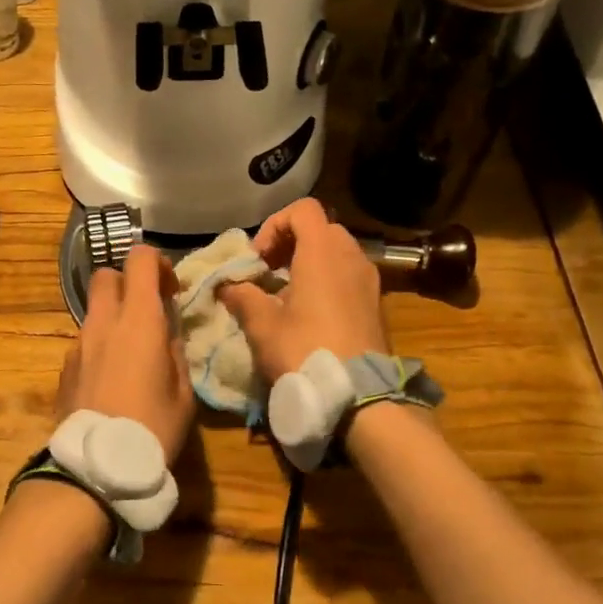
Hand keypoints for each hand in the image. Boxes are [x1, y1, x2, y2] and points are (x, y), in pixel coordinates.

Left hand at [56, 243, 194, 460]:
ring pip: (93, 310)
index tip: (171, 289)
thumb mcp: (183, 391)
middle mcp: (103, 323)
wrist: (97, 467)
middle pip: (106, 275)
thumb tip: (166, 331)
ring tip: (132, 353)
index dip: (159, 264)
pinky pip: (84, 341)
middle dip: (127, 283)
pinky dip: (99, 345)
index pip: (140, 259)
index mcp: (138, 320)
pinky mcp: (64, 368)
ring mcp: (78, 344)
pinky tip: (112, 379)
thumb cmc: (153, 427)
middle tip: (147, 311)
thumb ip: (174, 350)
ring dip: (113, 317)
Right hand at [219, 198, 388, 380]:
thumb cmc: (304, 350)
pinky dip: (328, 281)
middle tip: (268, 273)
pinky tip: (310, 313)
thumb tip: (227, 286)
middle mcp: (351, 256)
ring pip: (337, 252)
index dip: (275, 225)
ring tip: (287, 295)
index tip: (259, 258)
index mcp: (323, 252)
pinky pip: (349, 275)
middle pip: (320, 229)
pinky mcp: (375, 302)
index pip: (302, 209)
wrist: (357, 394)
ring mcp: (368, 279)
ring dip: (309, 263)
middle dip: (291, 244)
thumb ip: (242, 296)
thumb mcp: (262, 325)